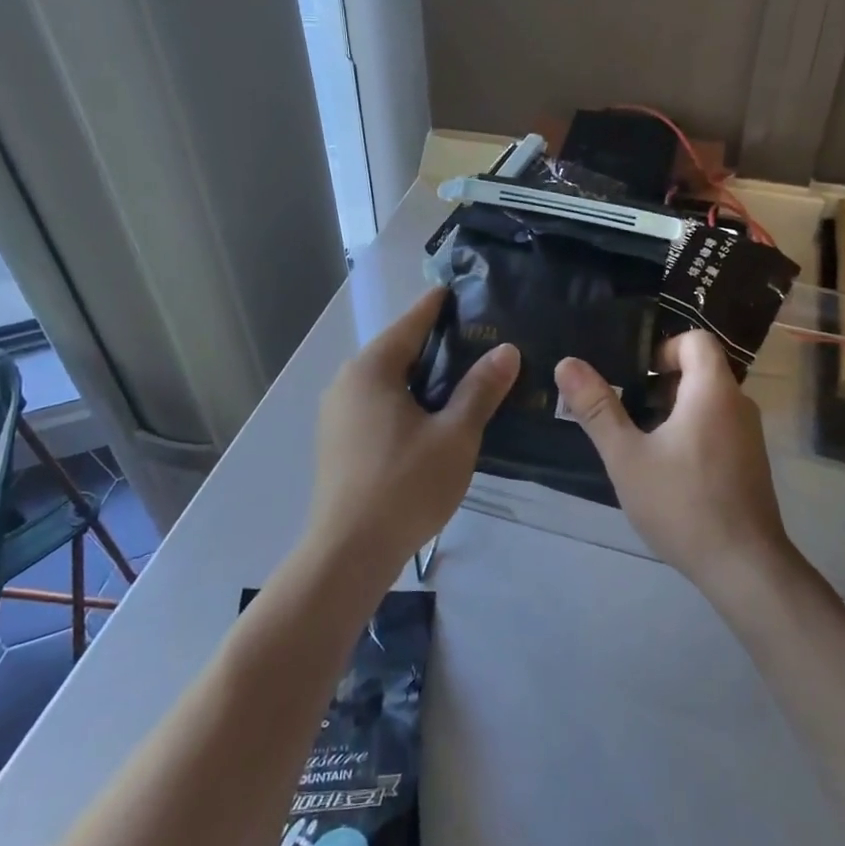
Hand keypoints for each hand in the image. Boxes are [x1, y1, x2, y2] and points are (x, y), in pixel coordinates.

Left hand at [308, 287, 519, 579]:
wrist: (349, 553)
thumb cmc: (405, 486)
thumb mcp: (455, 435)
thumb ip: (480, 389)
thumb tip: (506, 350)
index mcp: (372, 370)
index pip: (411, 322)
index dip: (439, 305)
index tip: (464, 292)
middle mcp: (347, 382)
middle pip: (398, 349)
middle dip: (437, 344)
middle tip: (481, 341)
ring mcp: (338, 413)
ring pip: (388, 380)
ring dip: (422, 376)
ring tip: (465, 379)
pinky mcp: (338, 441)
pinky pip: (378, 404)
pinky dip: (407, 400)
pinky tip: (434, 417)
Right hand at [554, 331, 794, 596]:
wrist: (743, 566)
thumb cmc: (682, 503)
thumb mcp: (627, 456)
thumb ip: (597, 408)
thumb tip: (567, 363)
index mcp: (713, 391)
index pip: (696, 340)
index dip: (663, 350)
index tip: (635, 379)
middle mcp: (739, 404)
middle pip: (701, 370)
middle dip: (661, 384)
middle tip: (627, 411)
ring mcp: (750, 435)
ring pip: (708, 402)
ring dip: (674, 411)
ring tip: (641, 442)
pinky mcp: (751, 462)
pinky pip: (719, 427)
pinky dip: (692, 432)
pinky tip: (667, 470)